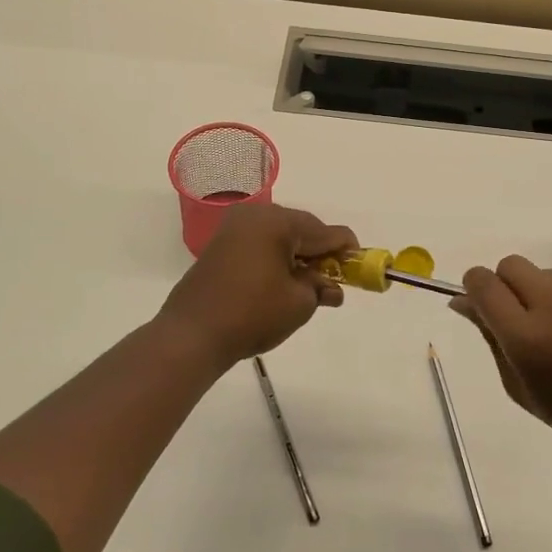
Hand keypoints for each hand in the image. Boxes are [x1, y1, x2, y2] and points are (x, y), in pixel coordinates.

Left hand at [158, 204, 356, 365]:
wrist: (191, 335)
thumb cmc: (252, 314)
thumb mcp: (298, 304)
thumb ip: (321, 288)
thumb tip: (331, 288)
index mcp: (277, 222)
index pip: (324, 230)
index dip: (346, 249)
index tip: (360, 266)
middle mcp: (255, 216)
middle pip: (302, 230)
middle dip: (320, 254)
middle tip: (335, 281)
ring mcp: (234, 230)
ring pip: (280, 238)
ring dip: (298, 258)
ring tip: (310, 287)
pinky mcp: (221, 247)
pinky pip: (260, 245)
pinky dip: (277, 260)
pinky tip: (285, 284)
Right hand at [452, 256, 551, 470]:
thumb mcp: (522, 389)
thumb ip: (492, 340)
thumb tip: (465, 303)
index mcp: (526, 337)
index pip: (482, 283)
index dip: (476, 287)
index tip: (483, 301)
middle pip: (510, 265)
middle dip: (508, 285)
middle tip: (526, 315)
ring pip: (549, 274)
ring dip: (548, 294)